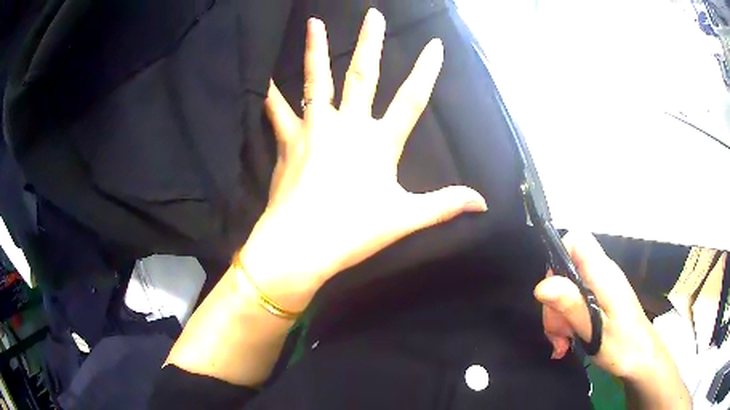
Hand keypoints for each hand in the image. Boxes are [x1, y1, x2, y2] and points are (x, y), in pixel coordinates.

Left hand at [239, 10, 486, 311]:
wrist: (300, 244)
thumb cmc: (354, 231)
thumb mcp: (406, 218)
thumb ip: (445, 205)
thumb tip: (484, 203)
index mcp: (379, 142)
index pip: (411, 99)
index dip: (426, 71)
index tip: (435, 45)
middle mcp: (347, 126)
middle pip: (363, 75)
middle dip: (371, 42)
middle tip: (373, 15)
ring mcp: (314, 129)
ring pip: (317, 80)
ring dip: (316, 49)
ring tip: (314, 23)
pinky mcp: (288, 141)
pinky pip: (278, 111)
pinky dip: (272, 95)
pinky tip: (266, 79)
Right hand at [534, 232, 675, 381]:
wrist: (642, 358)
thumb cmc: (624, 346)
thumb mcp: (595, 332)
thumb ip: (572, 306)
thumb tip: (542, 285)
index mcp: (603, 274)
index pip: (577, 240)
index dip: (559, 256)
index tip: (550, 291)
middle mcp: (601, 274)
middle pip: (566, 270)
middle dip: (554, 303)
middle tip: (557, 333)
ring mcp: (600, 288)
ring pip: (566, 290)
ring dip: (558, 318)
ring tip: (563, 343)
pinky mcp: (598, 300)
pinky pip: (574, 303)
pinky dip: (566, 322)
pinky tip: (567, 342)